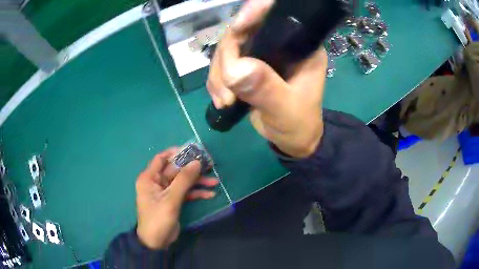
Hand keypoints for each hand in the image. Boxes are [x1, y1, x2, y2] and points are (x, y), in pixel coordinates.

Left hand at [136, 148, 218, 249]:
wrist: (157, 242)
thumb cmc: (158, 219)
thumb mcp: (171, 200)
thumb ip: (183, 180)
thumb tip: (196, 162)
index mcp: (149, 178)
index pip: (161, 158)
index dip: (176, 153)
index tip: (192, 151)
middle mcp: (157, 182)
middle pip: (176, 170)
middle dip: (192, 169)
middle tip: (209, 166)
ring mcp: (166, 192)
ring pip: (183, 181)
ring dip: (197, 182)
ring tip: (214, 182)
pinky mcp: (173, 201)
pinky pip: (185, 192)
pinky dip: (196, 193)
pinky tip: (210, 194)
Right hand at [207, 0, 326, 157]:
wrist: (292, 138)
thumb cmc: (299, 123)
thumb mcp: (286, 109)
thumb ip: (266, 89)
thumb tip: (236, 68)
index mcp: (300, 45)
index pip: (276, 16)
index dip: (255, 13)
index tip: (238, 27)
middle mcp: (280, 43)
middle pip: (243, 32)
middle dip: (227, 58)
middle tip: (226, 89)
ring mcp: (262, 53)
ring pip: (228, 49)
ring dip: (219, 74)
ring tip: (225, 100)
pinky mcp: (248, 65)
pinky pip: (223, 64)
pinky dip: (217, 81)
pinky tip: (222, 100)